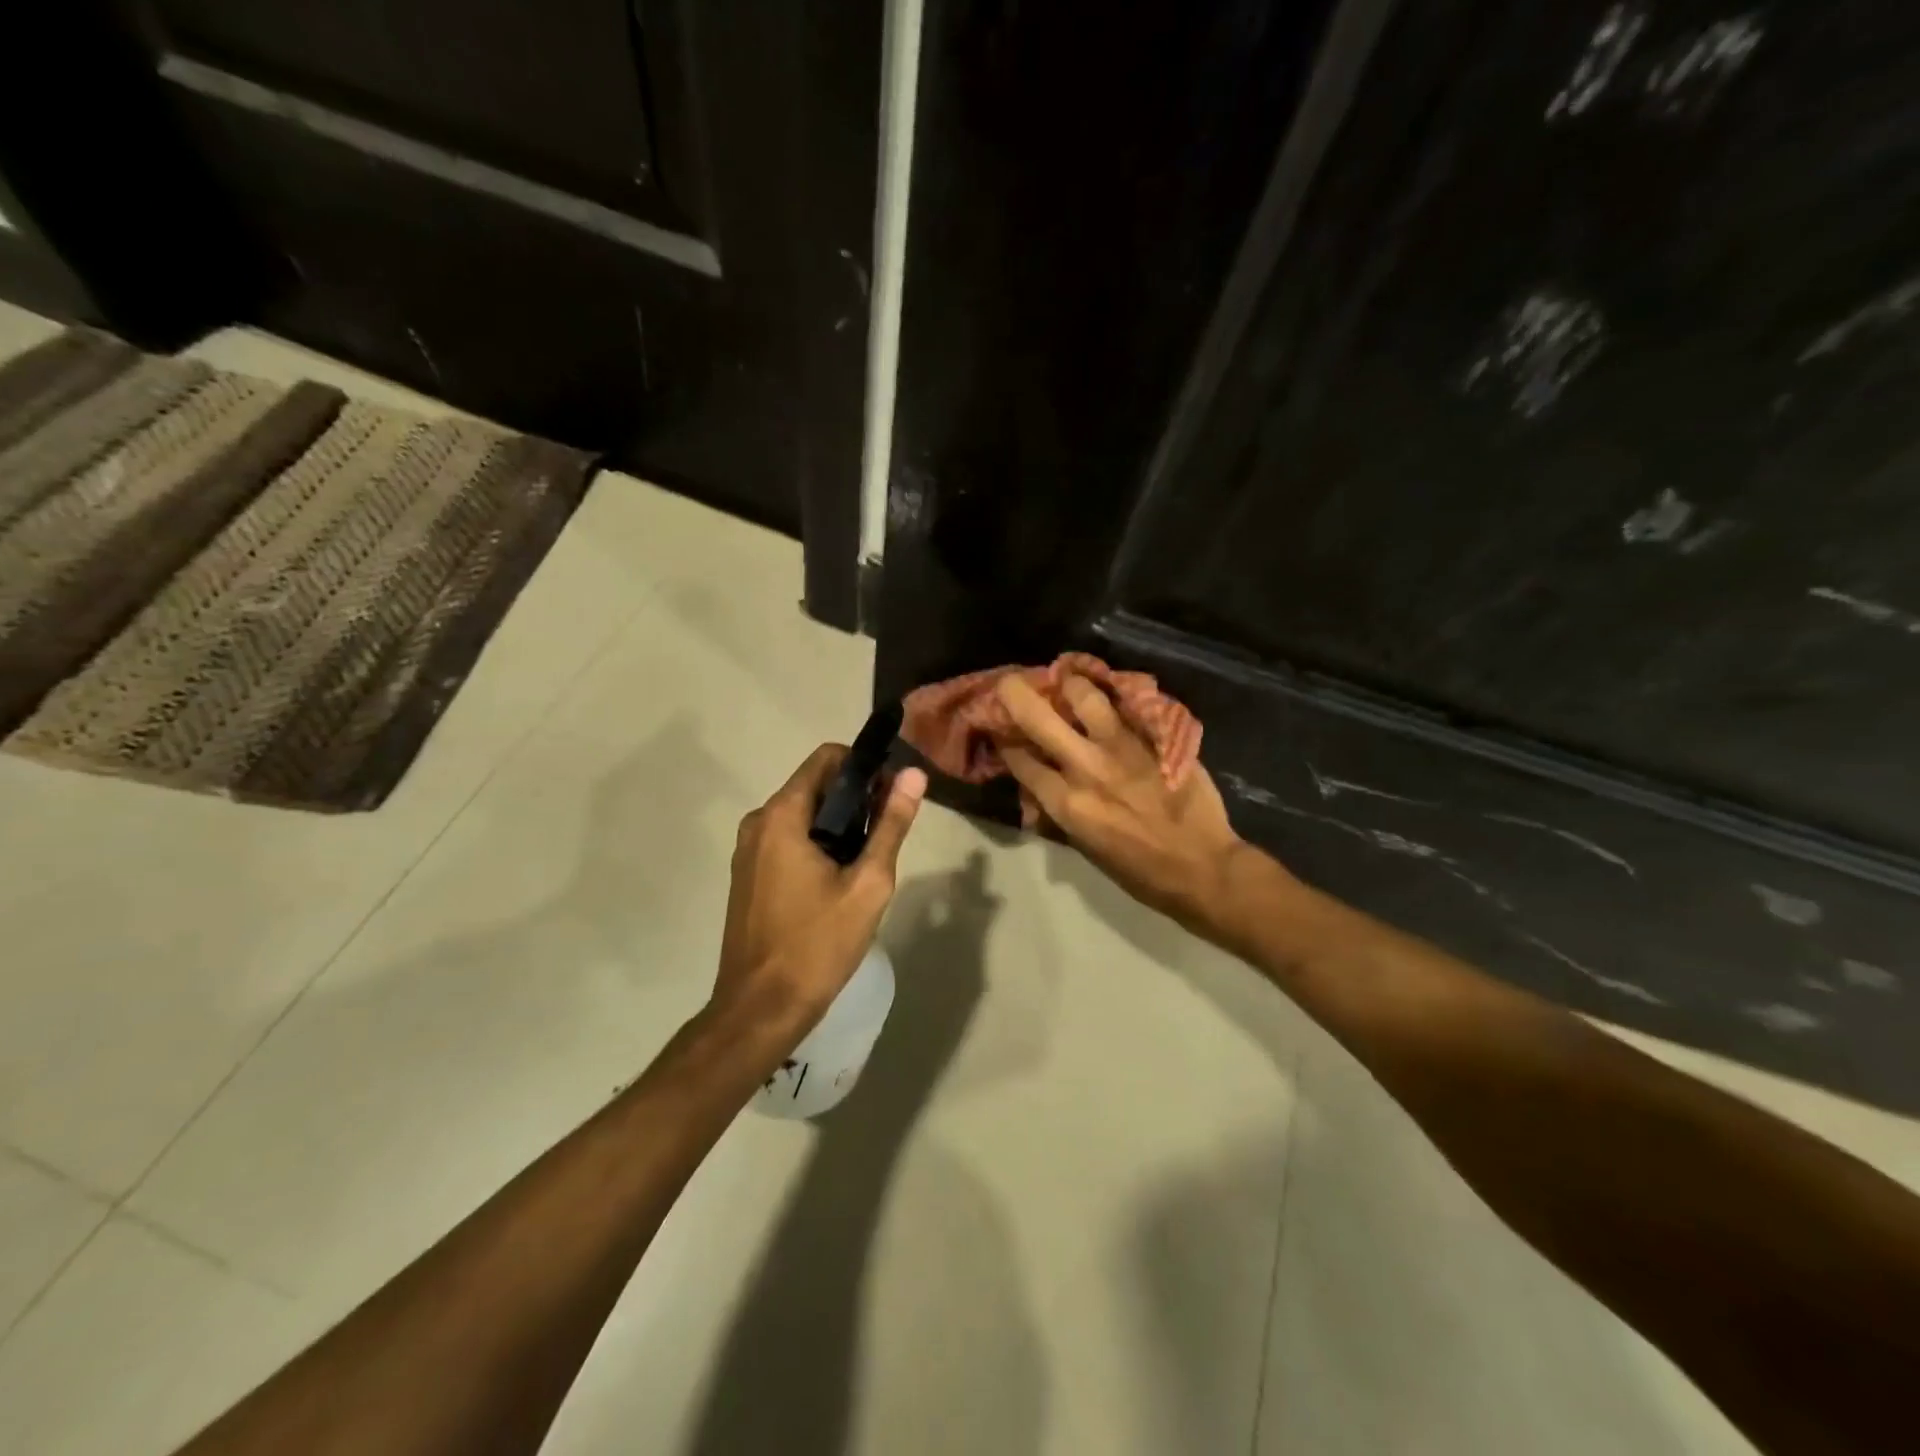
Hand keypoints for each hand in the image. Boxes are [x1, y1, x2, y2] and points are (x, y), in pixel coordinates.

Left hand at [712, 744, 926, 1046]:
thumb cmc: (818, 944)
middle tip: (888, 832)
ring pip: (802, 815)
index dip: (864, 766)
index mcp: (782, 815)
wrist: (760, 1009)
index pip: (827, 758)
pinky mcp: (748, 874)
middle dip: (855, 799)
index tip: (892, 793)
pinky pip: (788, 839)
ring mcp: (748, 849)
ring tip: (868, 861)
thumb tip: (913, 774)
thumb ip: (891, 825)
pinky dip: (816, 844)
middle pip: (815, 785)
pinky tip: (838, 880)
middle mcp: (758, 821)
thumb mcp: (868, 884)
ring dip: (838, 825)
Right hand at [996, 674, 1250, 929]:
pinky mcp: (1156, 738)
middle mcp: (1087, 768)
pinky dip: (1113, 695)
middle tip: (1011, 683)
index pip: (1020, 759)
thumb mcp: (1086, 848)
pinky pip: (1128, 704)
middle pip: (1038, 717)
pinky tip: (1109, 690)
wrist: (1203, 868)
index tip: (1000, 730)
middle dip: (1016, 694)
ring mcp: (1124, 748)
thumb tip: (1040, 790)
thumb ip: (1060, 811)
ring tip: (1068, 681)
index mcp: (1067, 803)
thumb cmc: (1140, 871)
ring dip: (1071, 684)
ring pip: (1086, 696)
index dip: (1004, 741)